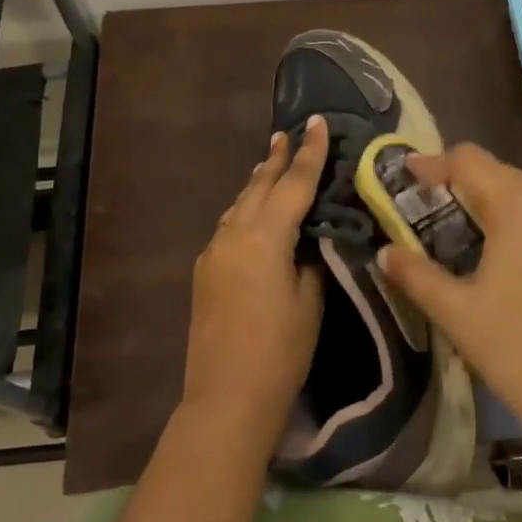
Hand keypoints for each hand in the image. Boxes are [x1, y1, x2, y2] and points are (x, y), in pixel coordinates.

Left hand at [180, 114, 329, 458]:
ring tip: (271, 165)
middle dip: (276, 159)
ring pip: (239, 205)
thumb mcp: (309, 302)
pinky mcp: (204, 272)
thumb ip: (309, 260)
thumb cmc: (280, 352)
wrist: (226, 398)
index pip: (293, 185)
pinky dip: (245, 211)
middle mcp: (233, 235)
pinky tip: (254, 214)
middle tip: (288, 133)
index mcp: (264, 238)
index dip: (309, 153)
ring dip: (257, 184)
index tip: (317, 122)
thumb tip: (307, 240)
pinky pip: (229, 226)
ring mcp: (213, 253)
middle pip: (258, 187)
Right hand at [377, 143, 521, 452]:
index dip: (434, 163)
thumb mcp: (455, 313)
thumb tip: (385, 252)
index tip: (408, 174)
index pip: (470, 161)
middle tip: (435, 204)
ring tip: (473, 233)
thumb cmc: (515, 349)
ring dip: (499, 205)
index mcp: (517, 211)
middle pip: (503, 175)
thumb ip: (415, 275)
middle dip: (466, 181)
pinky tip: (519, 264)